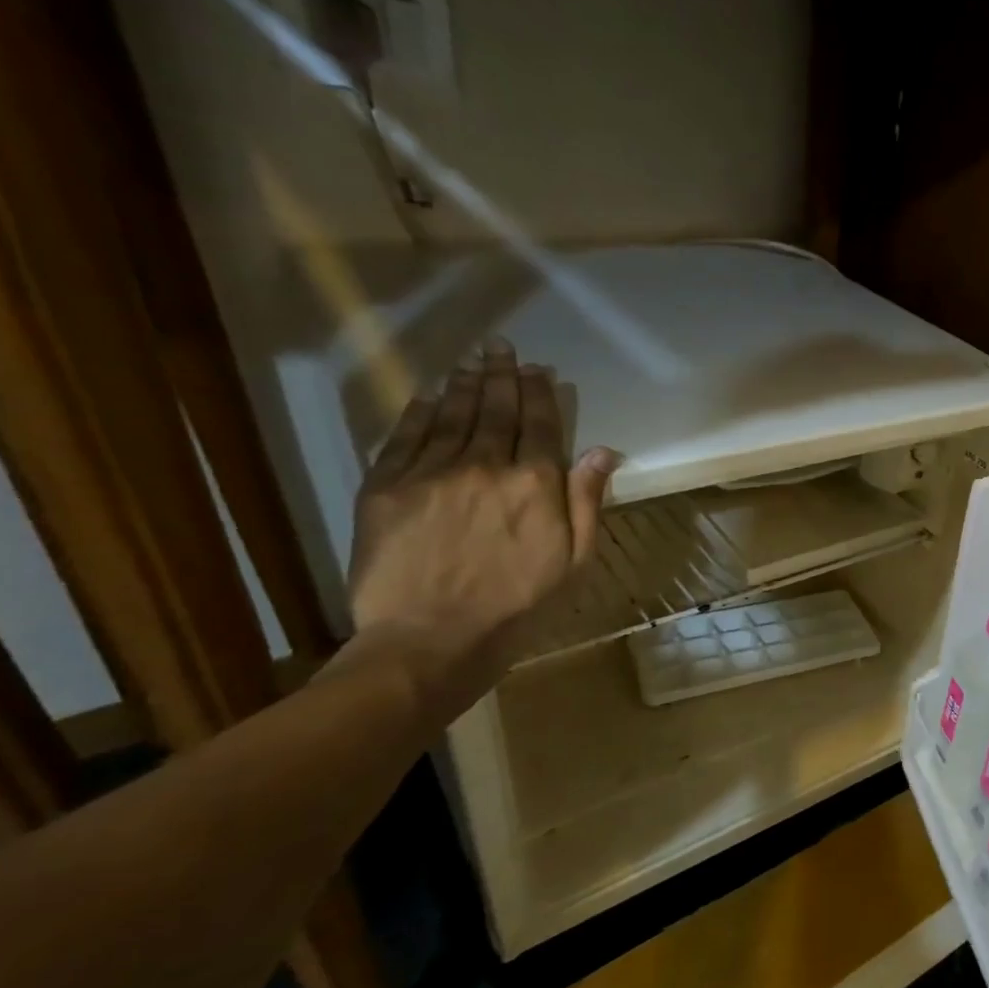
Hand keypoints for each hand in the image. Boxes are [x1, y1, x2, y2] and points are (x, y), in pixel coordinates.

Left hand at [346, 340, 620, 699]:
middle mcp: (485, 466)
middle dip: (501, 376)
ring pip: (450, 415)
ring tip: (471, 361)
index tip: (538, 370)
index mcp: (535, 484)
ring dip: (462, 385)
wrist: (431, 639)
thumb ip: (586, 501)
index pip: (541, 425)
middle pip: (495, 410)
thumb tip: (603, 451)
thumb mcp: (575, 561)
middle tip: (501, 348)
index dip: (540, 394)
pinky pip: (405, 437)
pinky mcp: (385, 488)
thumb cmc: (518, 606)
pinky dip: (418, 411)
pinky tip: (427, 395)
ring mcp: (430, 473)